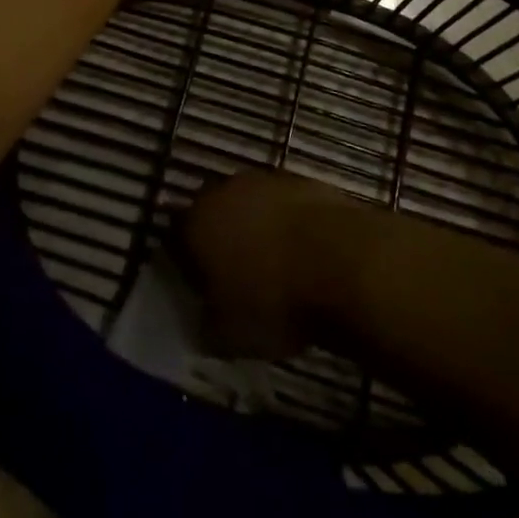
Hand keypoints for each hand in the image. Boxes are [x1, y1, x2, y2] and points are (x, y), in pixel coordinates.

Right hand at [175, 170, 360, 359]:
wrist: (343, 262)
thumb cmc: (274, 301)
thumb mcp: (229, 337)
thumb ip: (206, 327)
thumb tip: (203, 321)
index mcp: (196, 222)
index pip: (175, 240)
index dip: (184, 266)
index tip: (198, 290)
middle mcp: (224, 190)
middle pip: (213, 214)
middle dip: (219, 241)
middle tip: (234, 276)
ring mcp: (265, 180)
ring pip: (250, 206)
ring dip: (255, 229)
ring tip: (273, 267)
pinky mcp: (302, 180)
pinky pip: (283, 206)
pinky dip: (287, 225)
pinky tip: (302, 254)